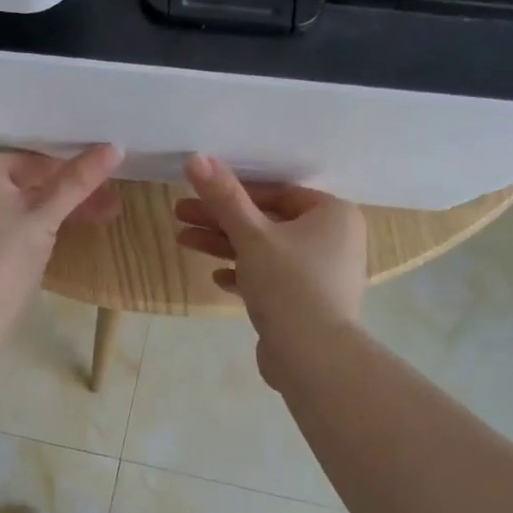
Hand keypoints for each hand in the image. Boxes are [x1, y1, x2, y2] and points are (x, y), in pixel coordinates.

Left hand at [0, 146, 122, 307]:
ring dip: (56, 211)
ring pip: (18, 203)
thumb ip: (77, 182)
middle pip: (26, 180)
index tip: (108, 179)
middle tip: (111, 202)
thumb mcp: (45, 218)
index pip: (34, 158)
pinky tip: (64, 232)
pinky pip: (5, 222)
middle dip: (69, 193)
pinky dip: (33, 225)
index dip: (73, 169)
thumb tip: (114, 148)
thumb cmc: (4, 258)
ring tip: (101, 216)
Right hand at [174, 155, 367, 366]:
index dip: (234, 191)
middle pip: (267, 222)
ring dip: (225, 246)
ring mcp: (320, 274)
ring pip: (265, 251)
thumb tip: (196, 157)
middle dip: (221, 220)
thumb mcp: (252, 236)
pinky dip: (244, 275)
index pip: (277, 192)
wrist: (312, 355)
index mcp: (331, 214)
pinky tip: (216, 277)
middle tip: (179, 215)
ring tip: (183, 241)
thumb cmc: (289, 284)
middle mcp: (333, 240)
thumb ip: (225, 198)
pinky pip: (271, 279)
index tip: (198, 192)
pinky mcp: (306, 303)